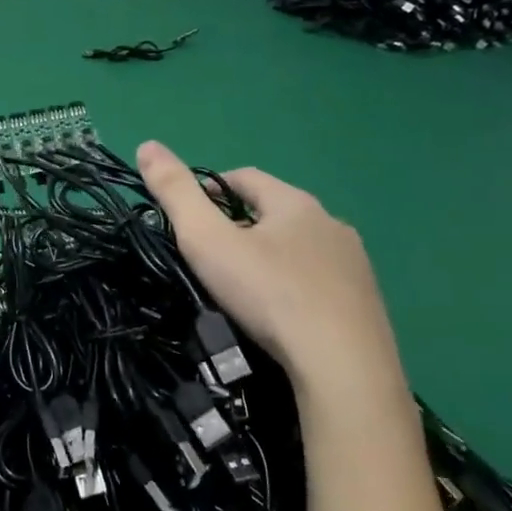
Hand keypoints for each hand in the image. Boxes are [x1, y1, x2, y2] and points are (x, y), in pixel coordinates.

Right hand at [137, 141, 404, 398]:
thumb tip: (147, 145)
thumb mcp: (208, 240)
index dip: (211, 187)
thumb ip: (176, 194)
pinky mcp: (365, 303)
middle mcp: (330, 224)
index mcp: (294, 203)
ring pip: (300, 249)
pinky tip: (282, 316)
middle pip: (275, 212)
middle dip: (241, 226)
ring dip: (272, 258)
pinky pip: (320, 283)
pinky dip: (296, 288)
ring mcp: (354, 265)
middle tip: (210, 257)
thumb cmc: (268, 294)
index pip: (245, 177)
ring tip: (244, 290)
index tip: (188, 213)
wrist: (341, 365)